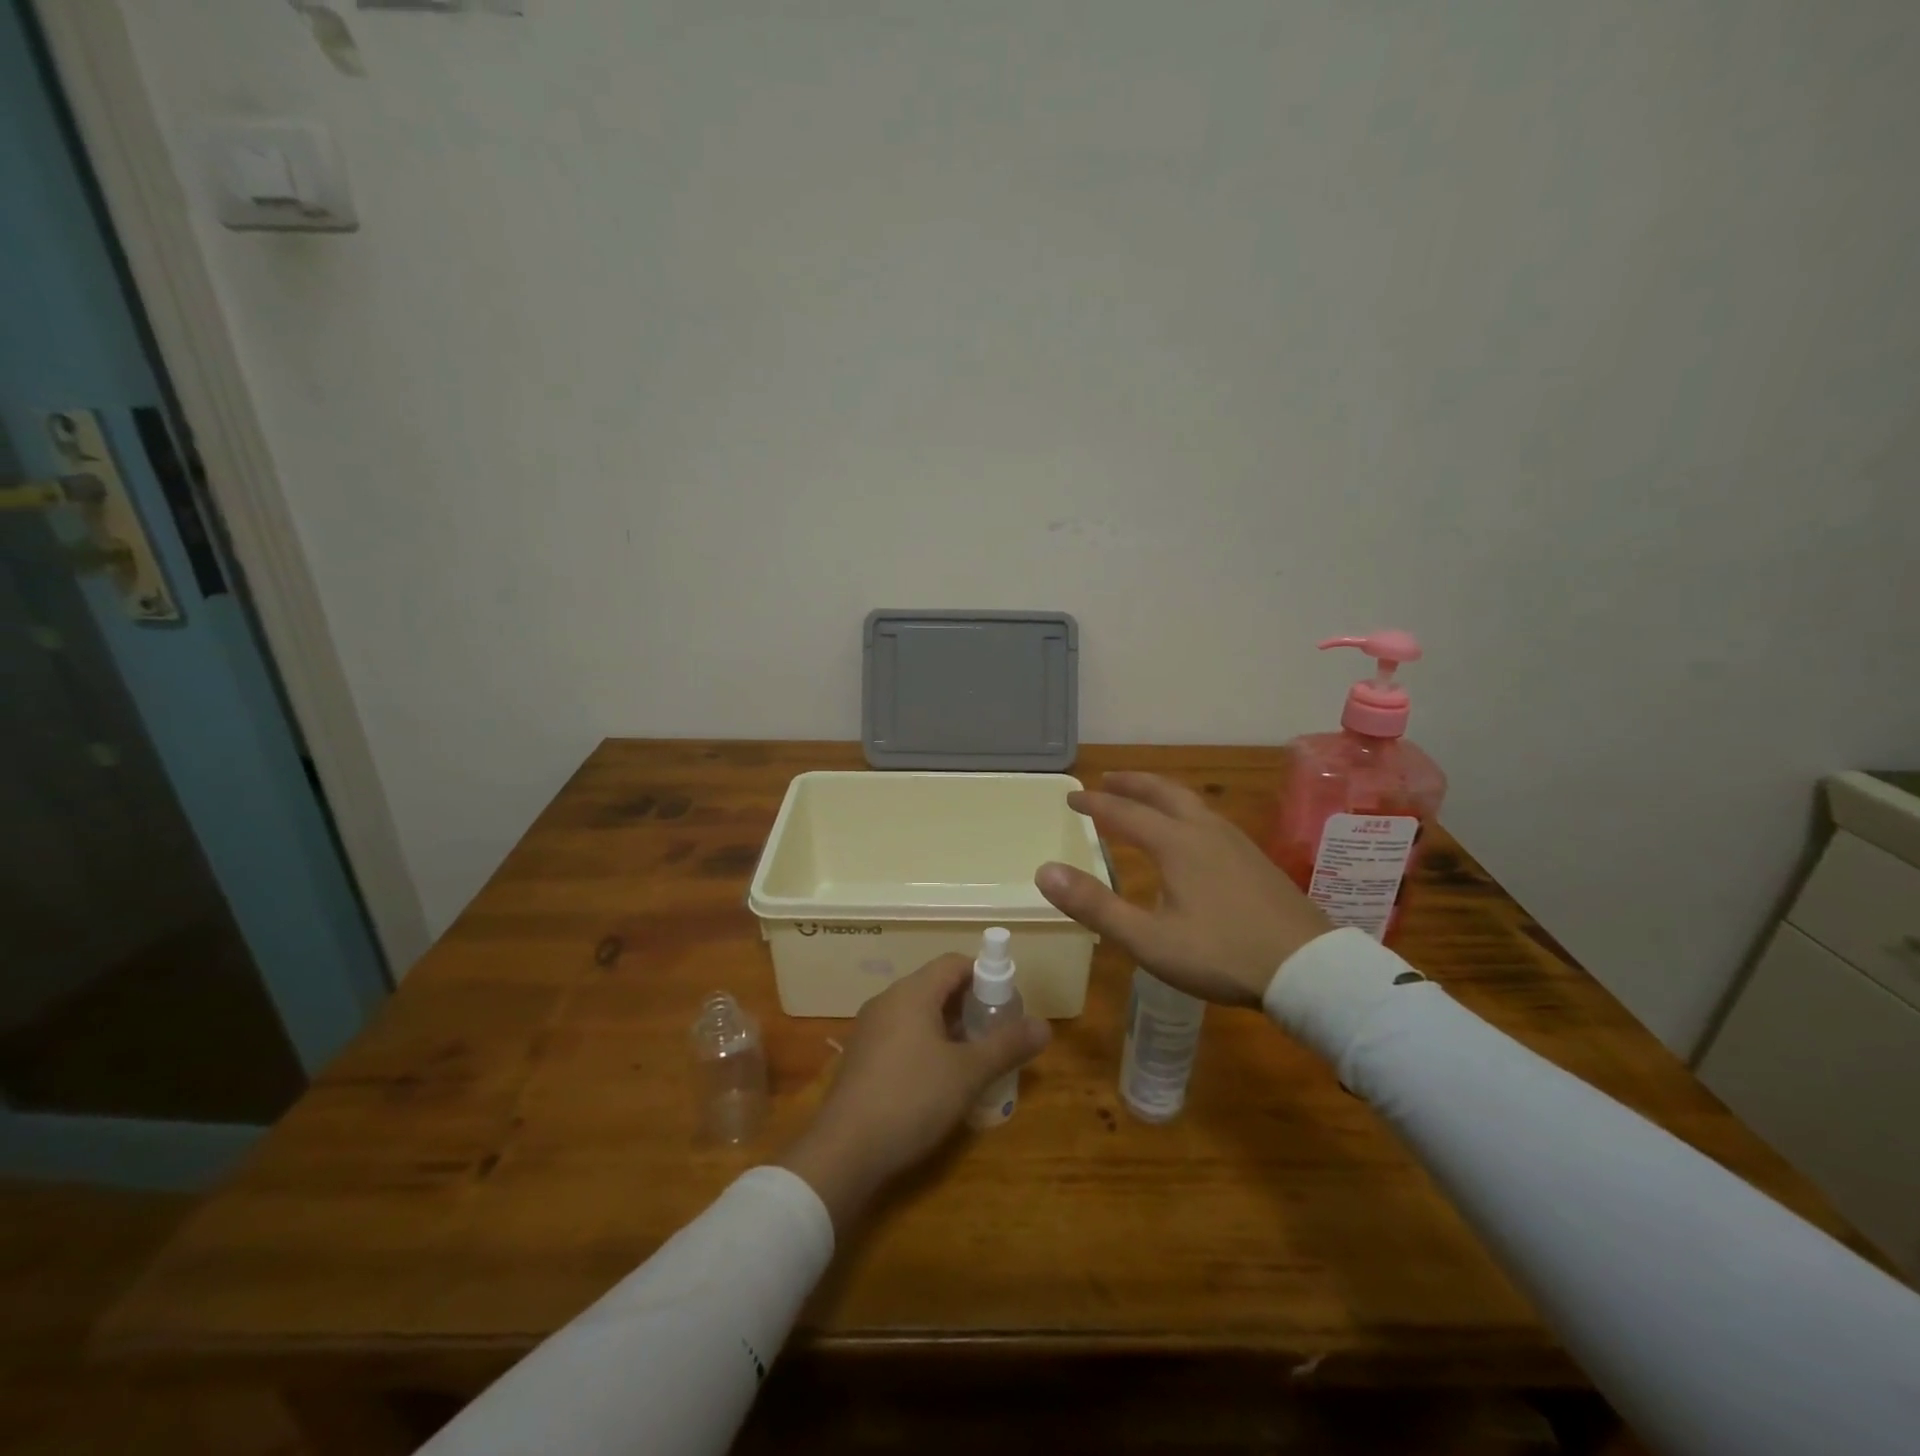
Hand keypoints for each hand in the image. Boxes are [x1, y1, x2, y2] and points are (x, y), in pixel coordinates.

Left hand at [775, 954, 1049, 1229]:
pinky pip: (902, 1035)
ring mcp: (870, 1029)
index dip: (985, 976)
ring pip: (919, 1013)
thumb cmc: (911, 1098)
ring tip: (975, 1060)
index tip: (1008, 1004)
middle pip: (937, 986)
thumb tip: (1045, 1025)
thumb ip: (1007, 1045)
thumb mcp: (968, 1073)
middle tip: (997, 1035)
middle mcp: (888, 1001)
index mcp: (912, 992)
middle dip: (971, 1005)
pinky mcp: (862, 1057)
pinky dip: (927, 1045)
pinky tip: (941, 1081)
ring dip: (950, 1028)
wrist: (844, 1150)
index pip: (954, 963)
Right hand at [1035, 772, 1330, 1007]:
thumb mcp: (1149, 940)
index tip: (1071, 797)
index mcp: (1176, 844)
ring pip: (1190, 803)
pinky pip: (1208, 819)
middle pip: (1162, 792)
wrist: (1308, 969)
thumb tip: (1044, 871)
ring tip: (1143, 800)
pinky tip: (1190, 835)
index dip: (1095, 803)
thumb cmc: (1222, 954)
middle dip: (1131, 783)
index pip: (1124, 812)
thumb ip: (1095, 906)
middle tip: (1107, 779)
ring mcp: (1236, 842)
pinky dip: (1183, 811)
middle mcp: (1205, 831)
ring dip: (1159, 794)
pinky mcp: (1255, 859)